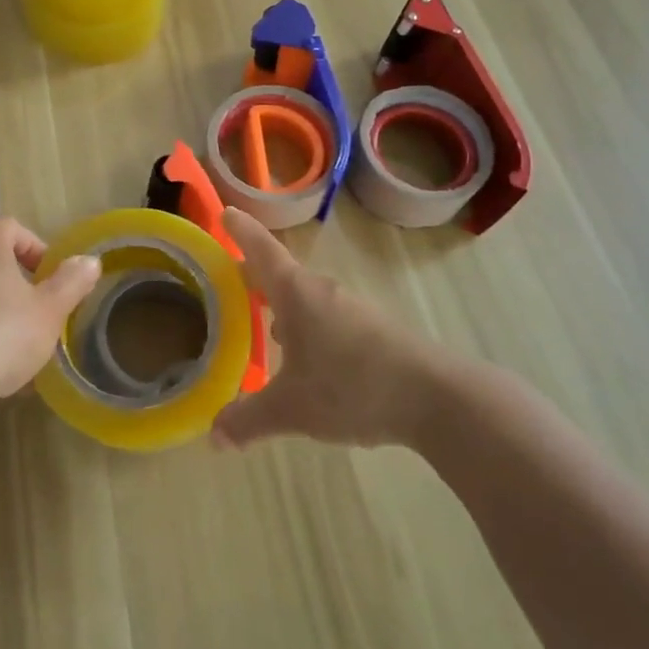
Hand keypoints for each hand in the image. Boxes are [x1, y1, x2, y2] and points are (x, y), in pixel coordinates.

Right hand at [212, 208, 453, 450]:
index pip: (261, 250)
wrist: (435, 398)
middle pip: (282, 274)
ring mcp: (352, 308)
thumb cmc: (350, 387)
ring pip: (306, 299)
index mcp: (295, 293)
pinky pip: (327, 318)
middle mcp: (322, 291)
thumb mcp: (291, 409)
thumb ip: (248, 419)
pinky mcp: (373, 329)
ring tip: (264, 326)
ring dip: (283, 306)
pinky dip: (308, 327)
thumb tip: (213, 437)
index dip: (241, 231)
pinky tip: (306, 358)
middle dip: (255, 277)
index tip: (226, 211)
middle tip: (229, 282)